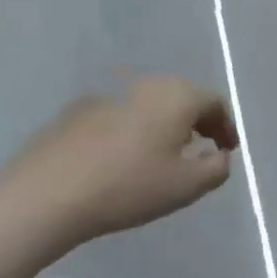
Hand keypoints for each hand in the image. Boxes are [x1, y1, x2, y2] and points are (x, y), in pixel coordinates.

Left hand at [0, 77, 238, 246]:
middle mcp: (144, 84)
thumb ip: (216, 168)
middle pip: (181, 97)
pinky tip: (124, 158)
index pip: (214, 101)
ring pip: (148, 104)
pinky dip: (133, 130)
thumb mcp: (187, 186)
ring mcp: (107, 94)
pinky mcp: (77, 111)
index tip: (227, 151)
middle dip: (197, 121)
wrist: (49, 193)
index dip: (227, 126)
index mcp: (176, 96)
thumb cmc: (129, 186)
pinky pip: (120, 115)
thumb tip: (219, 155)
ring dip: (163, 124)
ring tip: (163, 155)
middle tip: (201, 149)